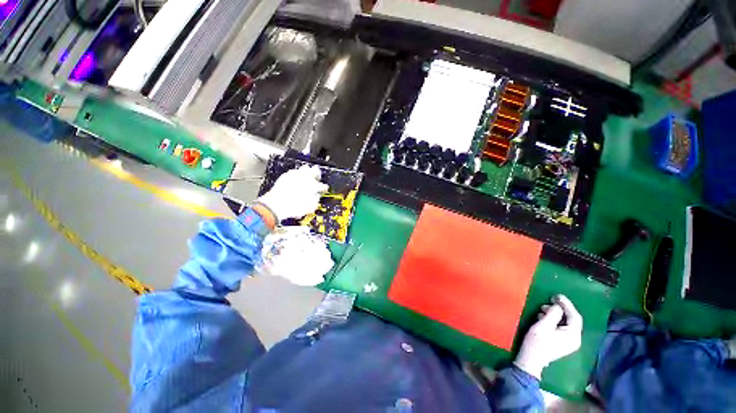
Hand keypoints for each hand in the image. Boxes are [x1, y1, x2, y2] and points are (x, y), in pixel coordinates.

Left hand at [257, 165, 328, 221]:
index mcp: (313, 186)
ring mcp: (295, 175)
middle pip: (315, 171)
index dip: (324, 188)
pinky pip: (294, 171)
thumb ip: (315, 200)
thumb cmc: (293, 207)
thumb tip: (316, 197)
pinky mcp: (286, 175)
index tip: (324, 189)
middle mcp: (306, 179)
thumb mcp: (309, 208)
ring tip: (308, 173)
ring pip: (305, 168)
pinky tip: (296, 176)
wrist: (276, 205)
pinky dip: (297, 173)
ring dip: (308, 170)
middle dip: (318, 174)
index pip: (322, 186)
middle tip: (318, 176)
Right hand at [514, 294, 582, 379]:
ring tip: (542, 309)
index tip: (556, 295)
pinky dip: (553, 320)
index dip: (567, 304)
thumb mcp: (543, 325)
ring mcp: (568, 342)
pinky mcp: (561, 342)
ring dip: (555, 314)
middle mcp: (574, 339)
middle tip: (547, 302)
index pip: (574, 316)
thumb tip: (558, 305)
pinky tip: (543, 317)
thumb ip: (553, 314)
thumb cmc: (537, 342)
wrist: (531, 360)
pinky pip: (561, 327)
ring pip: (565, 323)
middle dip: (560, 309)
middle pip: (571, 319)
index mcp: (573, 335)